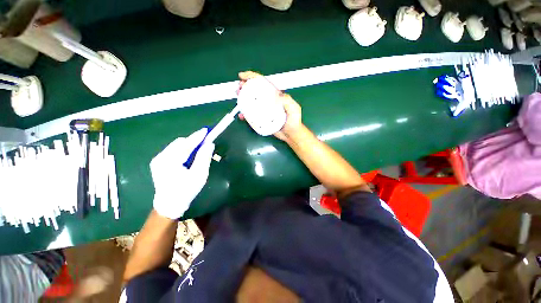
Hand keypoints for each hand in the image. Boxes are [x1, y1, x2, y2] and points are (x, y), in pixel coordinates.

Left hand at [150, 128, 214, 218]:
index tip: (207, 130)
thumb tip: (209, 144)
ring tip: (199, 151)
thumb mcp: (199, 175)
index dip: (198, 136)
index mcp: (169, 161)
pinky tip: (190, 157)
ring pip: (177, 146)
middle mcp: (161, 157)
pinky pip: (174, 151)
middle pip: (180, 143)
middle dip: (193, 142)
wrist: (170, 205)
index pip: (186, 144)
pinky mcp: (159, 163)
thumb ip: (203, 158)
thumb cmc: (186, 191)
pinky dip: (184, 151)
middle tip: (205, 144)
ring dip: (189, 146)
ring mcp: (158, 160)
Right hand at [238, 71, 302, 140]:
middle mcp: (268, 101)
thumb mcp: (294, 108)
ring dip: (242, 99)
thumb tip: (275, 94)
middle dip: (245, 87)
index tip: (242, 76)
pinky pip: (251, 115)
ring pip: (251, 102)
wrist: (291, 134)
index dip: (252, 77)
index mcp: (275, 95)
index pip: (263, 83)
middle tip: (238, 89)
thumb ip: (287, 100)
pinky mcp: (261, 118)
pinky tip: (242, 115)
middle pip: (255, 91)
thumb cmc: (294, 121)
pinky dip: (245, 114)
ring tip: (238, 99)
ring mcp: (264, 110)